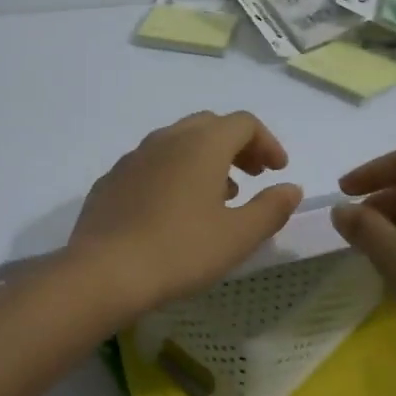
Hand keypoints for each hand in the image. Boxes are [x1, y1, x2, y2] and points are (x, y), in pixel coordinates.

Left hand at [67, 111, 303, 317]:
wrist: (104, 272)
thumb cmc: (181, 250)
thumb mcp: (238, 236)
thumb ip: (271, 208)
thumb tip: (291, 188)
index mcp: (203, 144)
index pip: (244, 123)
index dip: (267, 143)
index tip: (278, 171)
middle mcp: (168, 139)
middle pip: (211, 126)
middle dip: (237, 146)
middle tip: (253, 176)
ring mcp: (135, 156)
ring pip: (179, 143)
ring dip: (206, 159)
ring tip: (219, 195)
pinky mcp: (112, 179)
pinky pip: (152, 163)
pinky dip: (175, 173)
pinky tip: (174, 210)